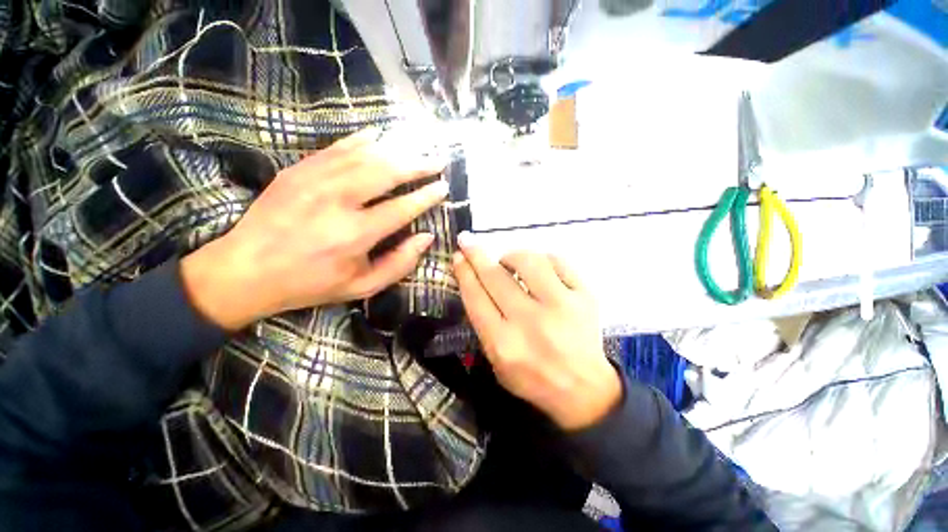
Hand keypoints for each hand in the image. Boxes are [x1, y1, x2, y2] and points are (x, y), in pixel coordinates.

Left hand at [181, 129, 448, 329]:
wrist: (245, 270)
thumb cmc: (311, 283)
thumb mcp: (362, 286)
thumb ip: (399, 263)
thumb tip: (426, 237)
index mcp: (355, 234)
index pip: (403, 207)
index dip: (427, 196)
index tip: (443, 187)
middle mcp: (338, 201)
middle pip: (387, 172)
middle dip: (417, 165)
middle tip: (437, 161)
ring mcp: (315, 180)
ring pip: (365, 155)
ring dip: (397, 150)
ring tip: (417, 149)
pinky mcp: (298, 169)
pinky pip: (337, 148)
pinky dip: (362, 140)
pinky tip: (379, 137)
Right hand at [453, 234, 621, 429]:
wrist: (583, 389)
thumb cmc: (533, 377)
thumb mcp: (496, 362)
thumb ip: (484, 324)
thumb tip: (475, 281)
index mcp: (504, 343)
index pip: (476, 296)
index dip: (464, 272)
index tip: (458, 255)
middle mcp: (530, 322)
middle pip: (496, 276)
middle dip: (477, 254)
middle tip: (468, 241)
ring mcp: (561, 306)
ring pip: (529, 261)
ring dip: (512, 255)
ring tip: (509, 262)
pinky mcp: (585, 297)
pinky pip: (559, 261)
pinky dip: (543, 259)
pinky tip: (539, 268)